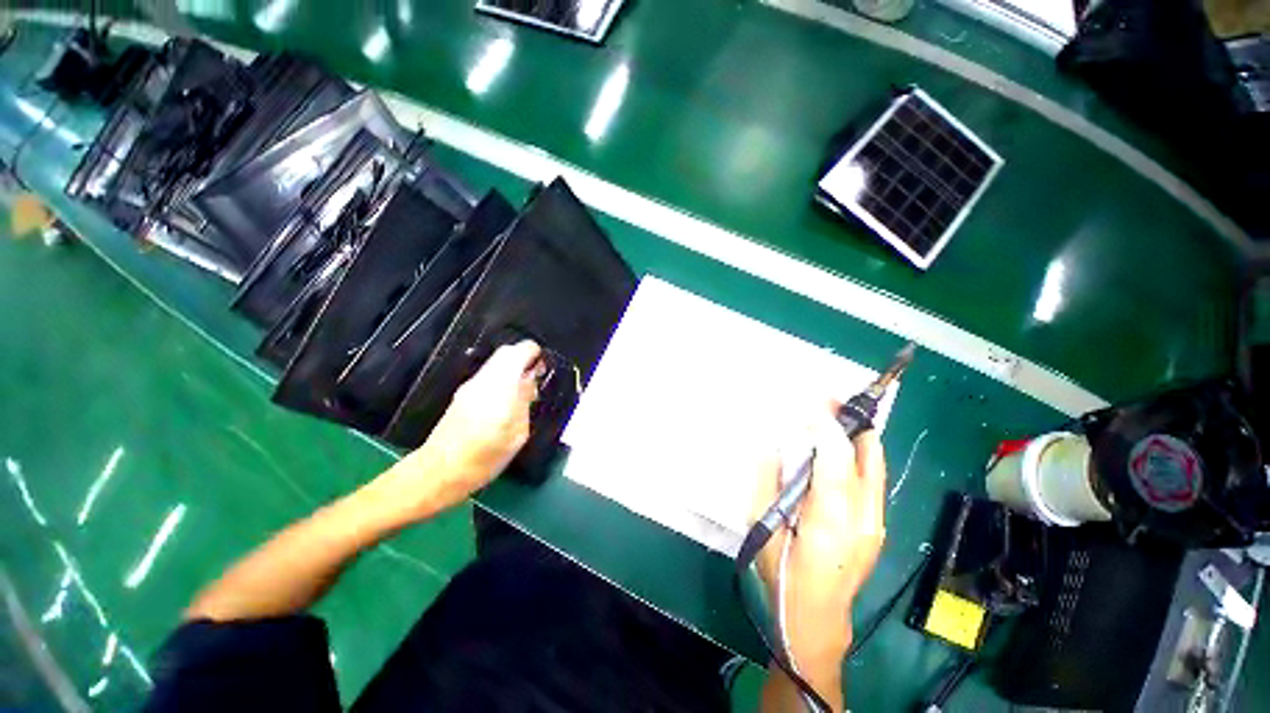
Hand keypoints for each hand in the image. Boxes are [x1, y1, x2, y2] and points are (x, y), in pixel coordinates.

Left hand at [370, 340, 542, 522]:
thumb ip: (525, 402)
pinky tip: (506, 400)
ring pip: (496, 364)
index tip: (543, 367)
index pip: (519, 352)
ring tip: (524, 391)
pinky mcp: (462, 395)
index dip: (534, 354)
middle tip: (536, 377)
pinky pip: (488, 375)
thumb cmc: (484, 458)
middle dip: (524, 358)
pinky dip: (502, 378)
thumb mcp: (517, 434)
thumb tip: (530, 381)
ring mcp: (470, 386)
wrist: (439, 472)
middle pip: (506, 353)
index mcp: (500, 388)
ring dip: (512, 369)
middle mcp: (483, 381)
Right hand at [751, 403, 886, 696]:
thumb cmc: (783, 573)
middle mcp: (864, 517)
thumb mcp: (762, 526)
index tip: (811, 401)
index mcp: (831, 519)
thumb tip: (772, 444)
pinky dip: (857, 453)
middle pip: (867, 455)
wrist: (817, 619)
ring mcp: (876, 522)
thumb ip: (768, 480)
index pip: (836, 458)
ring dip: (855, 434)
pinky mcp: (876, 525)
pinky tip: (837, 445)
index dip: (826, 425)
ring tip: (834, 411)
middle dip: (849, 420)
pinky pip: (871, 478)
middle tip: (828, 397)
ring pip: (874, 464)